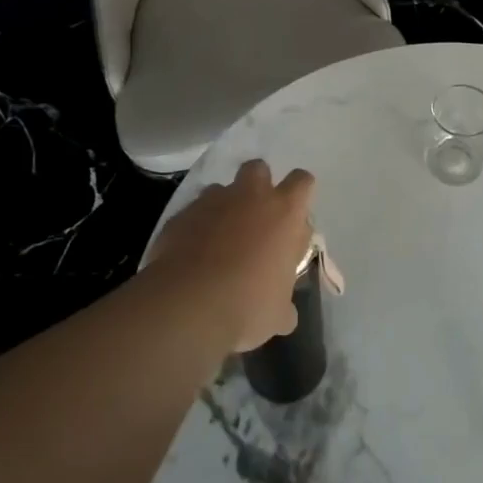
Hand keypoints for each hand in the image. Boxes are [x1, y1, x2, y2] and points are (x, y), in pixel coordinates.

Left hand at [147, 159, 314, 353]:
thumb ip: (285, 304)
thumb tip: (285, 313)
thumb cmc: (248, 304)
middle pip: (258, 169)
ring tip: (220, 238)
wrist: (188, 304)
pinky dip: (195, 226)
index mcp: (284, 213)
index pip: (302, 181)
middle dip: (258, 186)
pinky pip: (192, 212)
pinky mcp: (180, 215)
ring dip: (224, 207)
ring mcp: (211, 202)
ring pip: (221, 189)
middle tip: (256, 218)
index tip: (294, 215)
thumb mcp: (278, 313)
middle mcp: (249, 196)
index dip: (299, 194)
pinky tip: (192, 254)